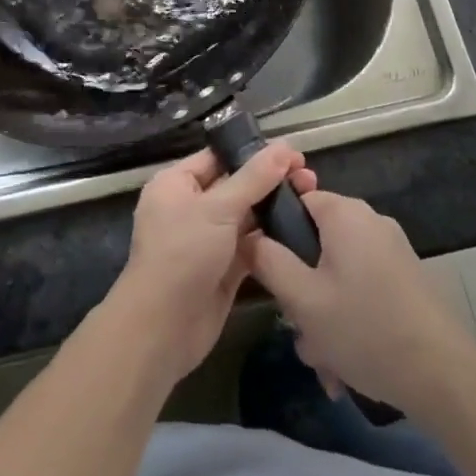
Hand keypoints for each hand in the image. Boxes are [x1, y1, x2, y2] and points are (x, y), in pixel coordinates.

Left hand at [108, 143, 313, 385]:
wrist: (163, 328)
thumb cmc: (183, 254)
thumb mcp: (218, 208)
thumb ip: (254, 178)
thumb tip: (284, 147)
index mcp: (176, 184)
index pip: (218, 158)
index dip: (254, 153)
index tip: (292, 154)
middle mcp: (190, 207)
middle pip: (235, 186)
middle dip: (270, 181)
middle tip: (309, 178)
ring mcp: (207, 239)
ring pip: (245, 216)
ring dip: (274, 209)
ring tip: (312, 198)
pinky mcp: (223, 269)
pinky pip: (250, 245)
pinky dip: (271, 239)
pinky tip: (301, 229)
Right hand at [242, 191, 475, 417]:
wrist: (443, 375)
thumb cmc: (364, 328)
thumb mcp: (302, 299)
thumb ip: (267, 260)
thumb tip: (247, 235)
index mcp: (344, 213)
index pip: (295, 199)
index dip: (275, 233)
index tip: (269, 273)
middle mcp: (370, 221)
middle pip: (316, 243)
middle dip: (302, 289)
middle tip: (299, 329)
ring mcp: (392, 250)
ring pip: (337, 274)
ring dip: (324, 313)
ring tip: (325, 360)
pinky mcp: (406, 278)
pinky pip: (362, 288)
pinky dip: (350, 318)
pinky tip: (348, 362)